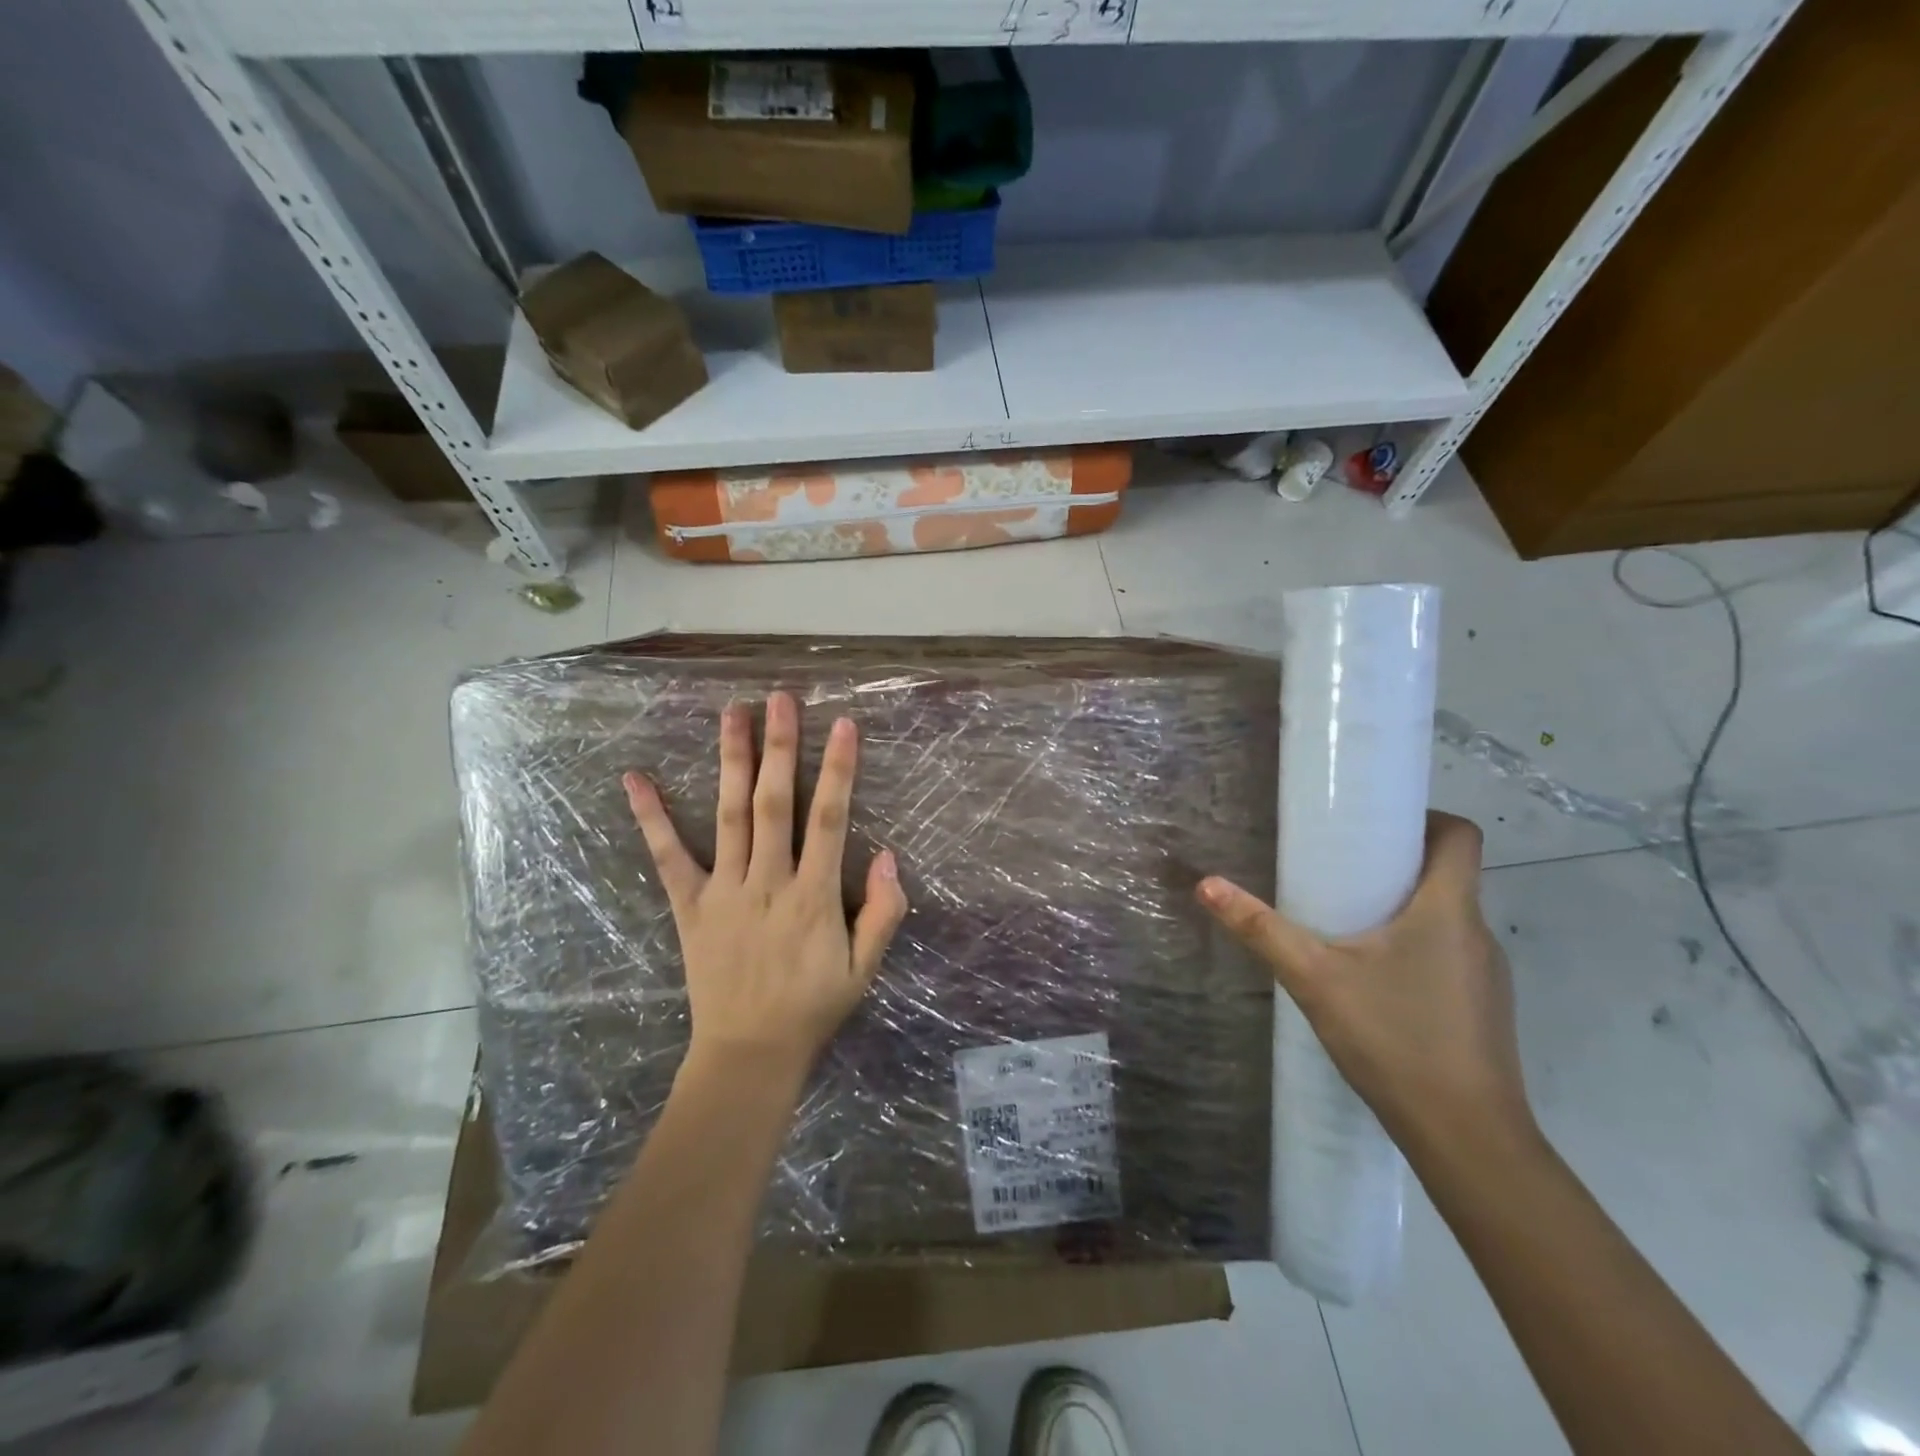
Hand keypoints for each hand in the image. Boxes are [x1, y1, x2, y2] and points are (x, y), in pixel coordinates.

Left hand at [623, 692, 908, 1083]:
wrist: (749, 1055)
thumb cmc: (813, 1007)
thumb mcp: (864, 969)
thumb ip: (882, 913)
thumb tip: (888, 857)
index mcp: (814, 896)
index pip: (829, 820)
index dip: (838, 770)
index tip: (842, 725)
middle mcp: (767, 883)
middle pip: (774, 803)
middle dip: (780, 748)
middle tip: (780, 699)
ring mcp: (724, 891)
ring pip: (728, 816)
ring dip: (731, 762)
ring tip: (732, 714)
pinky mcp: (689, 906)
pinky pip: (668, 857)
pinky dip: (652, 818)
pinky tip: (637, 779)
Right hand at [1197, 812, 1534, 1157]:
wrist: (1467, 1139)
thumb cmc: (1395, 1039)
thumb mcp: (1314, 977)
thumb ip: (1261, 929)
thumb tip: (1207, 884)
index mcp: (1448, 909)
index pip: (1461, 835)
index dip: (1424, 816)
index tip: (1375, 822)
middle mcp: (1478, 933)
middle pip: (1448, 874)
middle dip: (1395, 861)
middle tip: (1339, 866)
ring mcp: (1487, 975)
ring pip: (1447, 917)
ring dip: (1403, 907)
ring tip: (1346, 920)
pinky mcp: (1482, 1008)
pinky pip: (1449, 954)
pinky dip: (1414, 946)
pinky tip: (1372, 977)